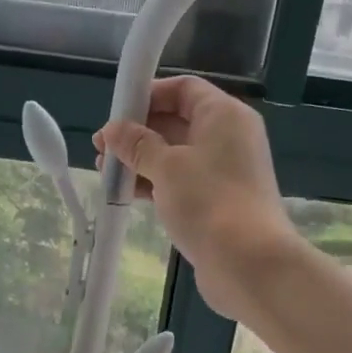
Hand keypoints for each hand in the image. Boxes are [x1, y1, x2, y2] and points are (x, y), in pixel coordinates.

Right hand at [94, 76, 295, 320]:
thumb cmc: (209, 202)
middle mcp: (229, 138)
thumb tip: (112, 130)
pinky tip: (127, 193)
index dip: (148, 95)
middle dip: (138, 132)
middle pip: (178, 121)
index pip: (184, 89)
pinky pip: (182, 182)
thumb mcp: (166, 167)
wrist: (250, 264)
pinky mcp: (218, 202)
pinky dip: (156, 183)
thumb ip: (137, 145)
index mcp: (224, 116)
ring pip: (177, 155)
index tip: (117, 113)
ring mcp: (225, 172)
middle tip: (102, 148)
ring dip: (141, 160)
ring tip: (105, 172)